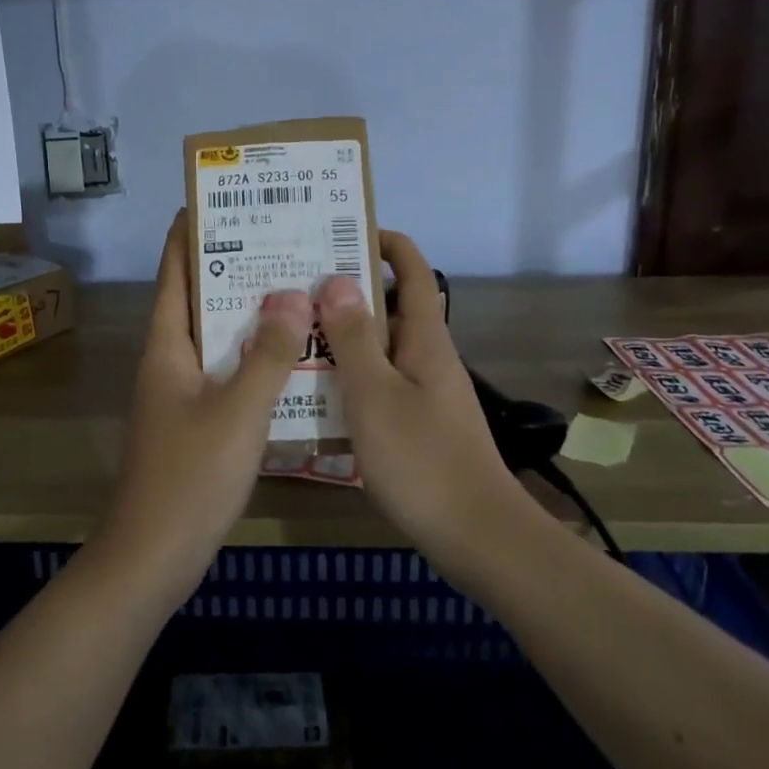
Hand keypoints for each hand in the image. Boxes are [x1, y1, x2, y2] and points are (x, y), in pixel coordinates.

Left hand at [95, 211, 311, 595]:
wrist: (153, 557)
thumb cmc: (189, 477)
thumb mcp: (236, 412)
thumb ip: (267, 354)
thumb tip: (292, 294)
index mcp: (167, 347)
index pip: (174, 274)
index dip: (189, 235)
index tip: (215, 200)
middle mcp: (170, 362)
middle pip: (198, 301)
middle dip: (233, 268)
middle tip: (280, 241)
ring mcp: (181, 394)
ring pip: (217, 339)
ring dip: (249, 314)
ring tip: (295, 287)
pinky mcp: (196, 423)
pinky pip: (227, 373)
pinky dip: (254, 357)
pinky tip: (291, 357)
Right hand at [316, 231, 536, 570]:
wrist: (478, 538)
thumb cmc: (423, 460)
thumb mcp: (375, 394)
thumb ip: (353, 338)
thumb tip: (336, 280)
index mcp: (424, 338)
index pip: (411, 271)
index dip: (384, 242)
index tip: (340, 230)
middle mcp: (427, 356)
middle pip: (388, 306)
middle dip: (346, 290)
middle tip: (292, 283)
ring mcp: (423, 391)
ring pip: (379, 347)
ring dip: (341, 335)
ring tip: (291, 330)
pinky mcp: (415, 422)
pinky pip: (378, 381)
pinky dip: (348, 374)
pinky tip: (313, 388)